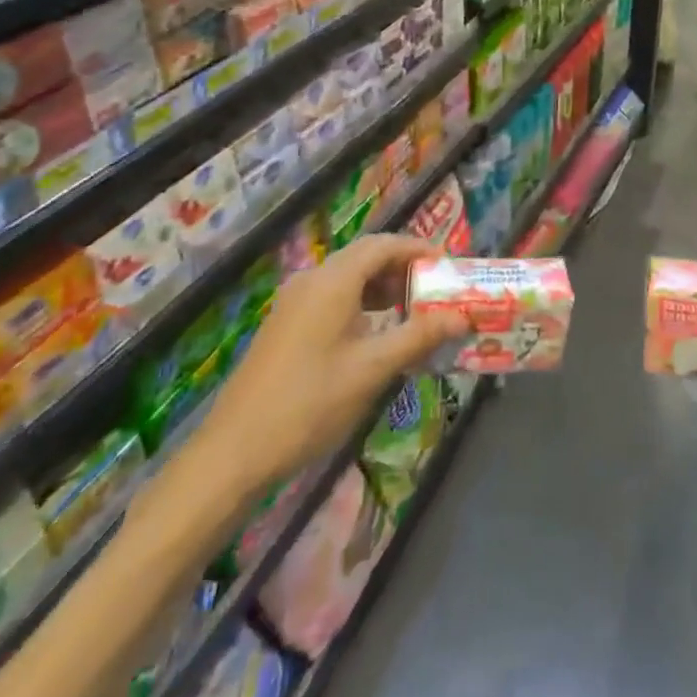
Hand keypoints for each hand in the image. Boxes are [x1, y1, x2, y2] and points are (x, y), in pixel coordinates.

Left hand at [174, 236, 467, 502]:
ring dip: (384, 288)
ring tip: (415, 313)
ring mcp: (295, 302)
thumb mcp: (371, 370)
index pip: (384, 245)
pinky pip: (333, 298)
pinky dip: (362, 304)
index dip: (419, 249)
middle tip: (438, 290)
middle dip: (404, 269)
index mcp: (333, 280)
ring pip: (349, 279)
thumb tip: (462, 317)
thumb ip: (418, 336)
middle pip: (366, 257)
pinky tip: (378, 334)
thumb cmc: (309, 403)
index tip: (449, 265)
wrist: (234, 451)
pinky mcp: (286, 324)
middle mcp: (312, 280)